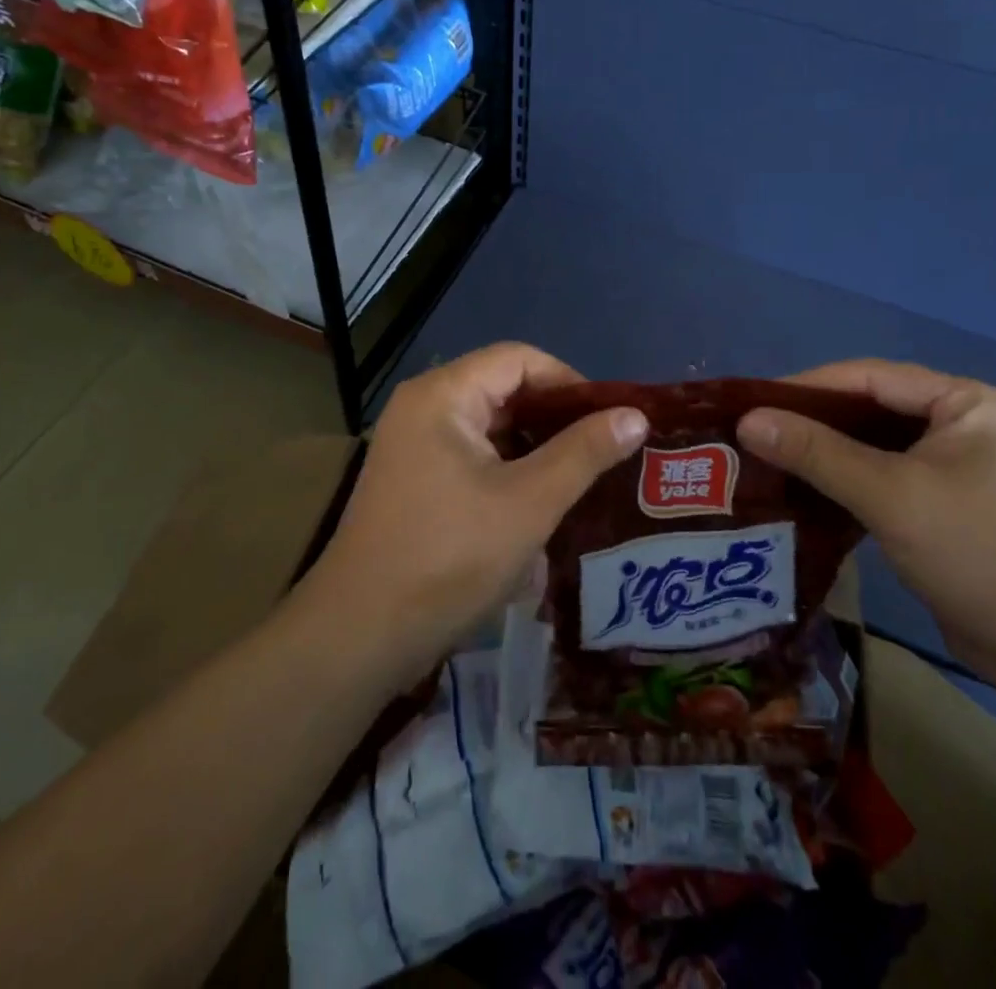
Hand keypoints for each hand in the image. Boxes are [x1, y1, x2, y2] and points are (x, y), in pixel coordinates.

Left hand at [306, 343, 646, 685]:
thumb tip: (636, 415)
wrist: (359, 636)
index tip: (609, 420)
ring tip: (581, 475)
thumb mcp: (529, 503)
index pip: (519, 359)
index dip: (569, 382)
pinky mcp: (413, 478)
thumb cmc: (448, 558)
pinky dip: (508, 467)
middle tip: (603, 450)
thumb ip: (584, 453)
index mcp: (443, 395)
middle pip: (503, 387)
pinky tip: (539, 499)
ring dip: (534, 445)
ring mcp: (413, 443)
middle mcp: (423, 406)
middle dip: (555, 416)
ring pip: (489, 424)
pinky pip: (471, 453)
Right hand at [737, 360, 995, 699]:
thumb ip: (817, 453)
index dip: (806, 387)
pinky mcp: (946, 508)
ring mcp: (956, 468)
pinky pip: (884, 480)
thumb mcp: (891, 495)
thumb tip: (747, 421)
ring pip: (874, 448)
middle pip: (871, 410)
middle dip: (812, 422)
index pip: (869, 377)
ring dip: (825, 456)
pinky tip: (804, 495)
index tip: (750, 404)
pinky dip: (845, 485)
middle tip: (753, 436)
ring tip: (767, 462)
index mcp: (965, 402)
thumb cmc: (981, 553)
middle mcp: (962, 425)